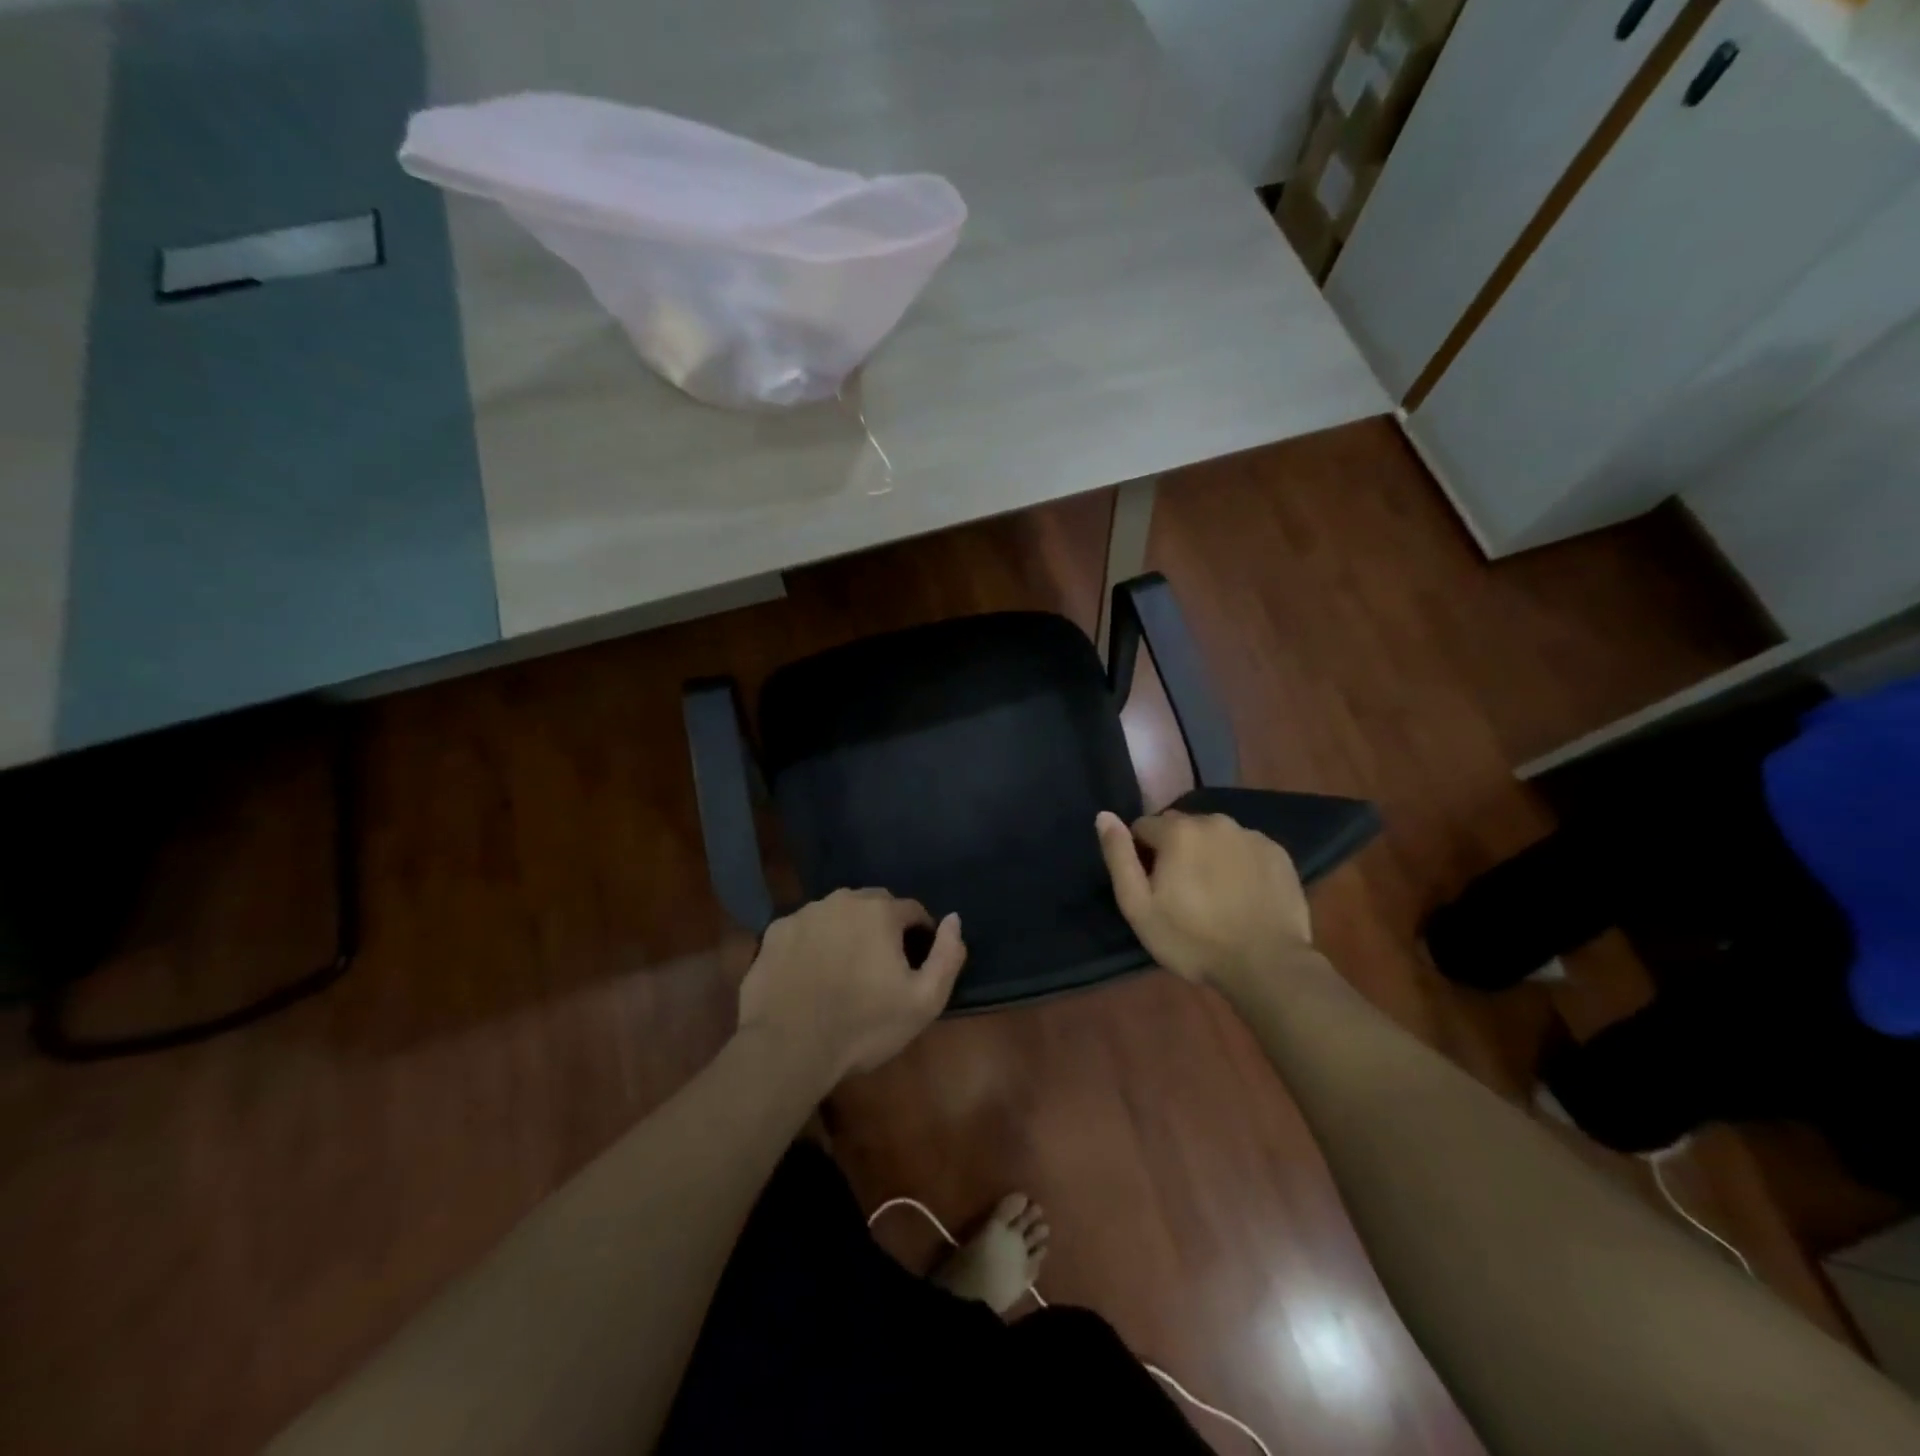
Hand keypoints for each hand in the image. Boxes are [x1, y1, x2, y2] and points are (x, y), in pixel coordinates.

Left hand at [737, 889, 965, 1082]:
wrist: (788, 1048)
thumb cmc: (863, 1027)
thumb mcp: (924, 1001)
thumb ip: (947, 955)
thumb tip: (954, 919)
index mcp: (879, 912)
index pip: (912, 910)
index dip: (920, 934)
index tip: (917, 962)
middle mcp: (841, 901)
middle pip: (873, 905)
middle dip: (883, 926)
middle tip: (882, 964)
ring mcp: (804, 914)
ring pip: (837, 913)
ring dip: (847, 931)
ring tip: (845, 968)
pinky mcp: (775, 933)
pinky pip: (805, 929)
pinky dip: (813, 942)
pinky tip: (811, 973)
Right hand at [1096, 809, 1313, 986]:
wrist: (1266, 965)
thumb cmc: (1193, 940)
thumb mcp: (1139, 907)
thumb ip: (1119, 857)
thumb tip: (1104, 816)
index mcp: (1178, 831)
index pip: (1144, 827)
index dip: (1141, 855)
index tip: (1152, 887)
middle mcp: (1214, 821)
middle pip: (1181, 827)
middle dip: (1175, 850)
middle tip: (1181, 892)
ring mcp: (1250, 835)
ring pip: (1214, 835)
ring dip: (1207, 853)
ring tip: (1213, 893)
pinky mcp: (1277, 852)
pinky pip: (1244, 848)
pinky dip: (1237, 862)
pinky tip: (1241, 894)